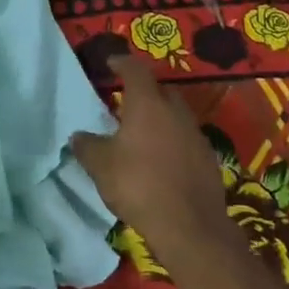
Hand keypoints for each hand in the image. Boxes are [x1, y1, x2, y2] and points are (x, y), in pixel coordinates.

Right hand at [72, 54, 233, 257]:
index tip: (111, 63)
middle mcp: (175, 112)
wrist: (190, 226)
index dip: (122, 63)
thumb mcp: (100, 166)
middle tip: (125, 103)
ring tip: (141, 134)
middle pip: (160, 91)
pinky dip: (172, 142)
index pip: (135, 70)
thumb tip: (79, 135)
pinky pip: (186, 140)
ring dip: (160, 119)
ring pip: (175, 116)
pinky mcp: (208, 159)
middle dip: (144, 92)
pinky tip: (161, 160)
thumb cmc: (139, 185)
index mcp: (147, 104)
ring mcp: (196, 135)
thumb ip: (87, 145)